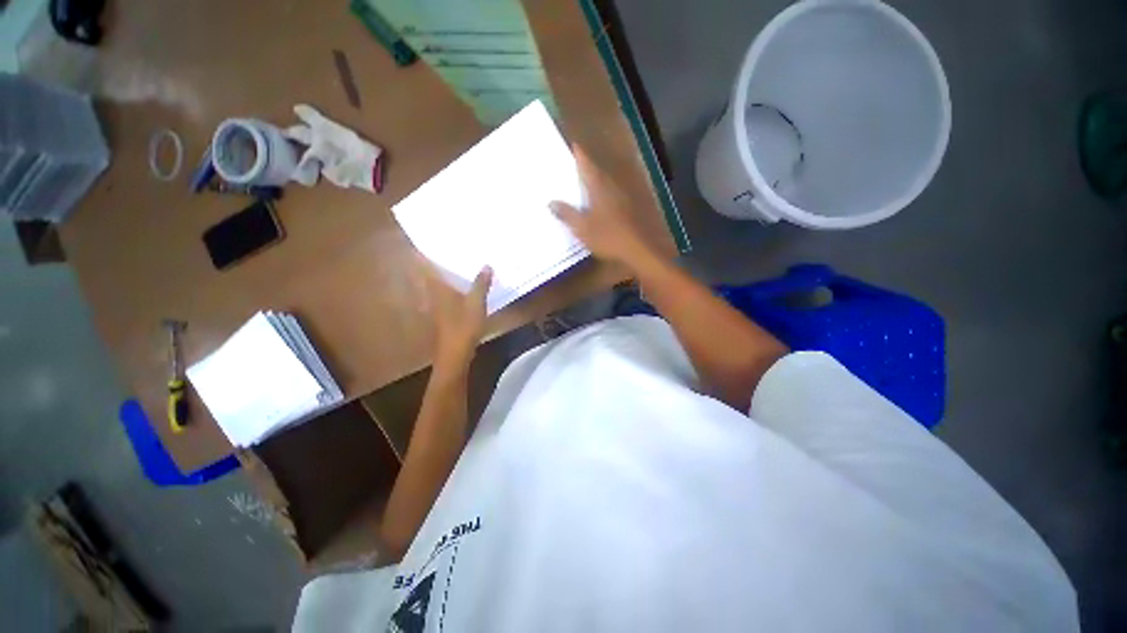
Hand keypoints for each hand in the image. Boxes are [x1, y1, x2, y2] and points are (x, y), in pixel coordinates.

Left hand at [418, 259, 493, 368]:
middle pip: (426, 274)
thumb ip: (481, 284)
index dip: (421, 253)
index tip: (425, 241)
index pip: (423, 265)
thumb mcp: (476, 303)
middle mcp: (431, 294)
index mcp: (437, 288)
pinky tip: (457, 287)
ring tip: (449, 264)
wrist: (455, 353)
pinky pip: (440, 294)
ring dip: (437, 275)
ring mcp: (434, 306)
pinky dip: (445, 287)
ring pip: (432, 285)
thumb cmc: (463, 326)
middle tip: (441, 250)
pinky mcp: (440, 315)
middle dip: (429, 262)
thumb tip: (486, 265)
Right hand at [550, 147, 657, 270]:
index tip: (568, 146)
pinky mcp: (632, 208)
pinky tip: (598, 207)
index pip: (585, 162)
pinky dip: (602, 197)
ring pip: (604, 184)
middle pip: (595, 171)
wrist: (642, 249)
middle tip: (568, 172)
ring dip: (593, 184)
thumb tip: (551, 201)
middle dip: (582, 170)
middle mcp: (612, 185)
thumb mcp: (582, 228)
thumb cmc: (609, 236)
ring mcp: (624, 196)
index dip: (577, 153)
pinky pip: (612, 197)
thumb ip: (567, 214)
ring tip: (579, 188)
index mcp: (598, 185)